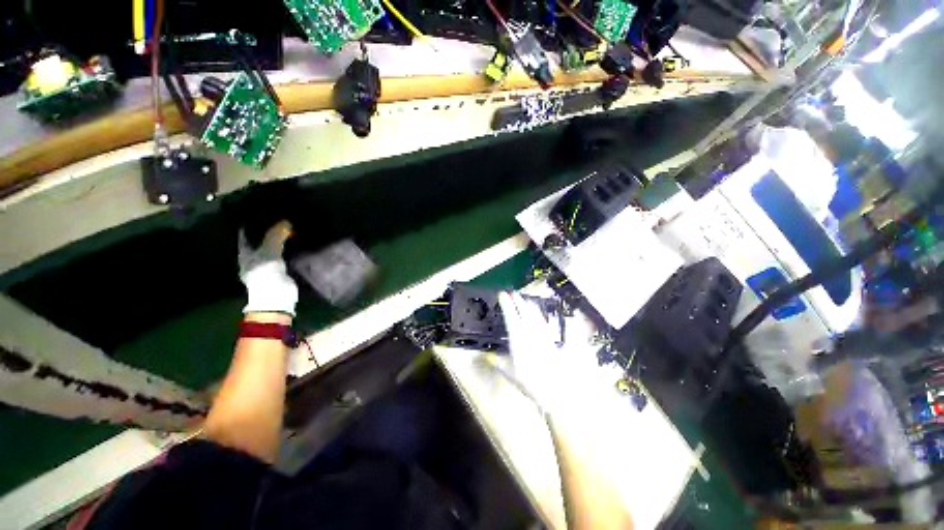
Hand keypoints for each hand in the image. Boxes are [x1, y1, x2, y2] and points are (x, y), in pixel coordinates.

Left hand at [238, 221, 297, 315]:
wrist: (277, 299)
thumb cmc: (266, 276)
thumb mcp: (269, 253)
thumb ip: (275, 236)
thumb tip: (286, 221)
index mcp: (245, 252)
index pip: (247, 233)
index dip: (254, 222)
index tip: (265, 210)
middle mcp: (255, 256)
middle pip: (261, 238)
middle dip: (270, 228)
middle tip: (282, 215)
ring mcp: (269, 262)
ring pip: (275, 245)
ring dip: (281, 237)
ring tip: (292, 223)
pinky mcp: (282, 268)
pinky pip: (286, 253)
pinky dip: (290, 246)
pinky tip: (298, 239)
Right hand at [498, 291, 612, 419]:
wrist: (557, 390)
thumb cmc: (531, 383)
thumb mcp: (510, 374)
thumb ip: (498, 363)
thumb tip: (488, 356)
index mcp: (518, 339)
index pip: (511, 316)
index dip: (506, 304)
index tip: (502, 295)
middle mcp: (531, 333)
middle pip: (524, 312)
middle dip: (518, 302)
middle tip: (513, 294)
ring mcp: (543, 336)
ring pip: (535, 316)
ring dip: (530, 307)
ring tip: (526, 300)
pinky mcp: (553, 341)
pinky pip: (546, 325)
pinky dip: (541, 318)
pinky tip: (540, 315)